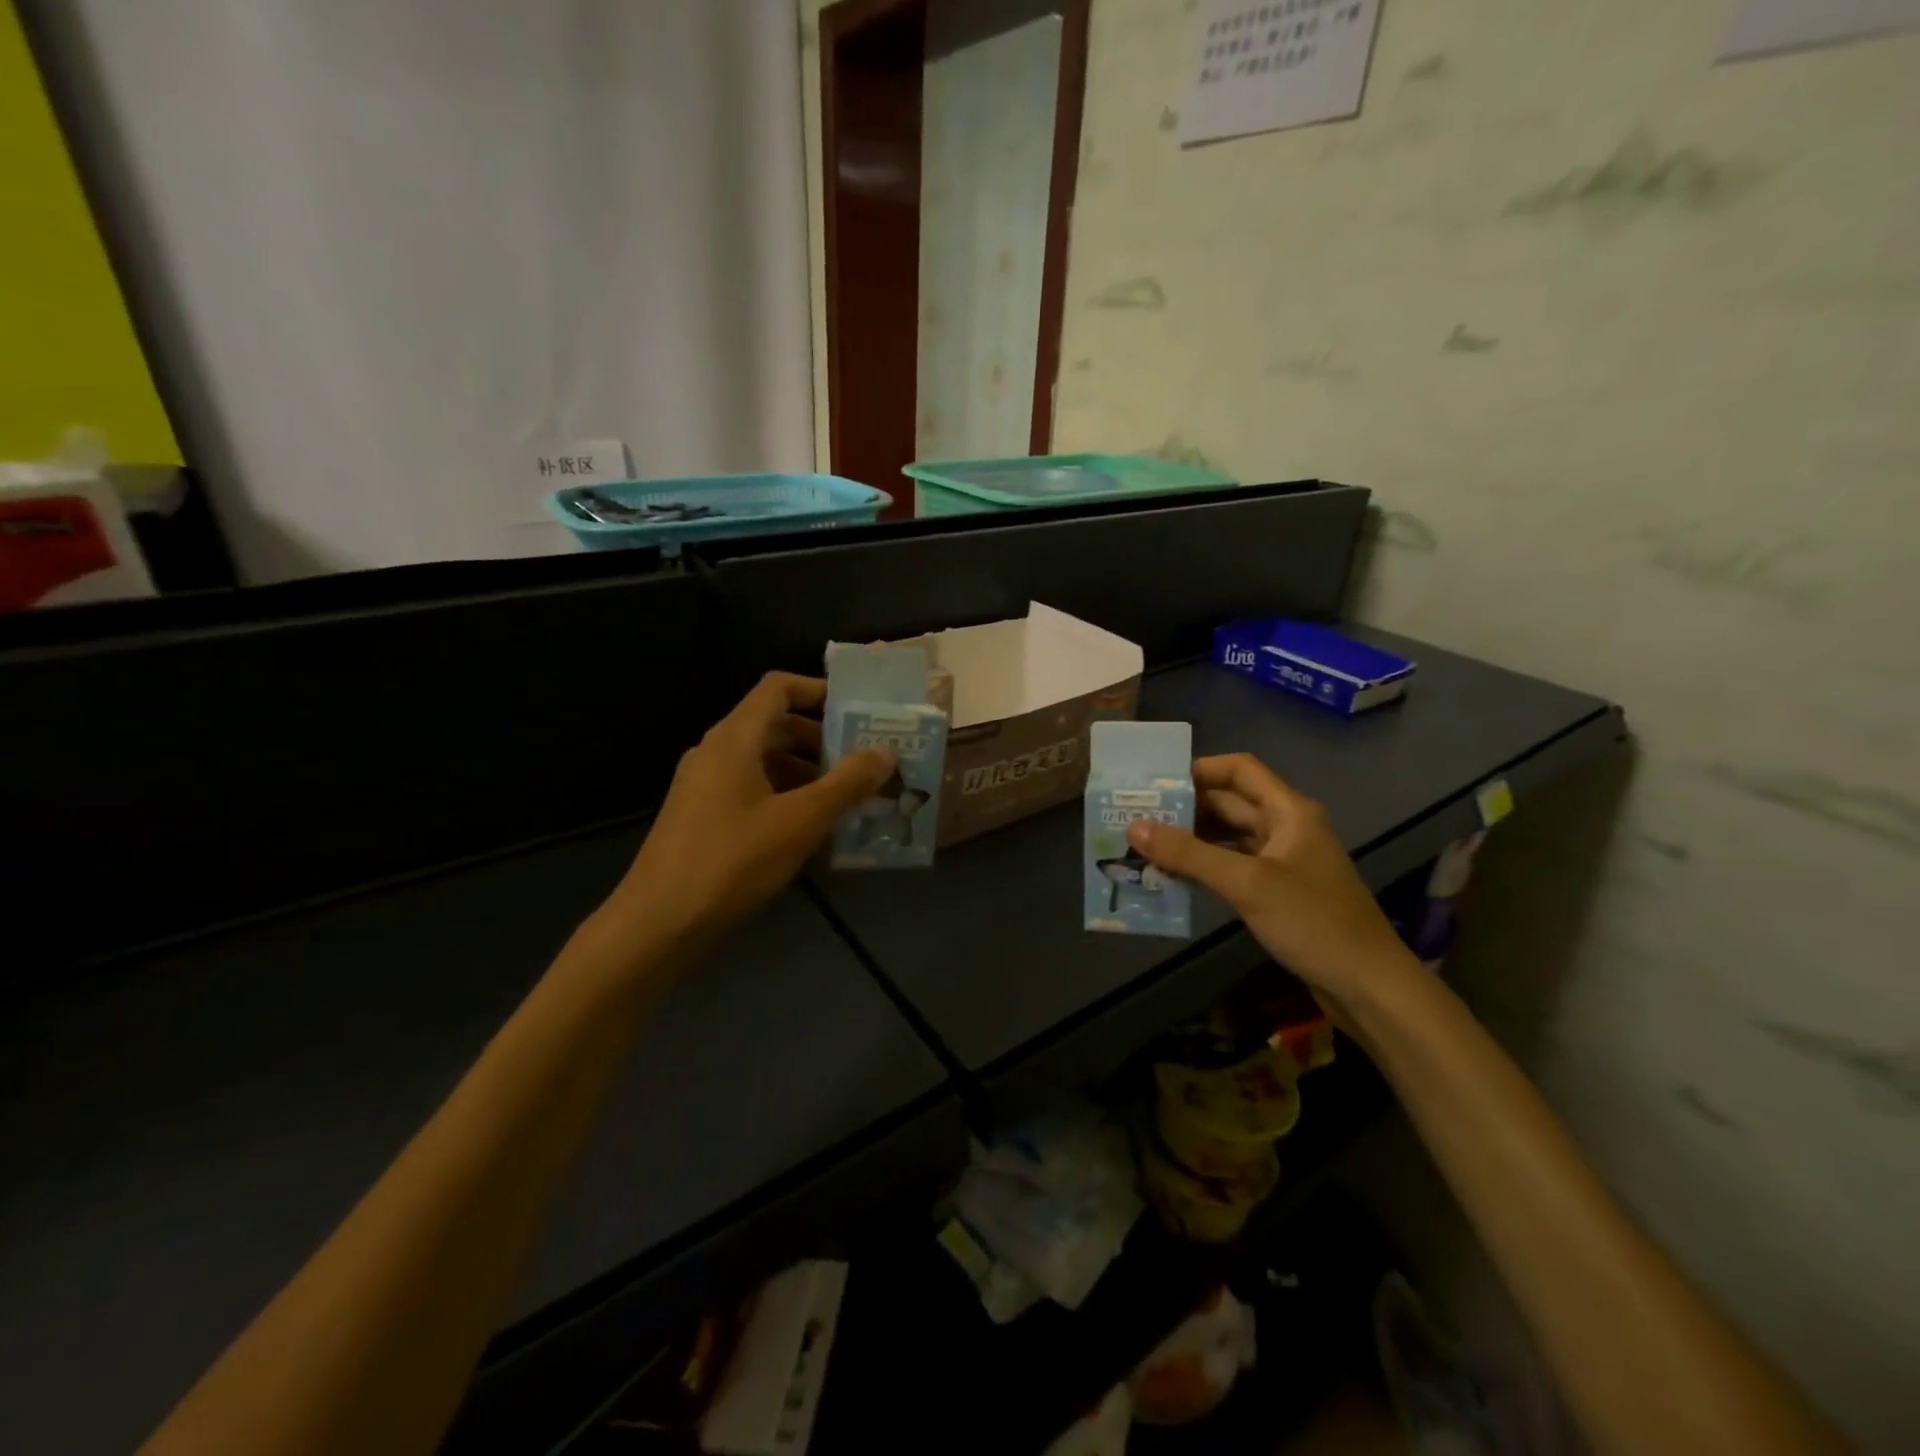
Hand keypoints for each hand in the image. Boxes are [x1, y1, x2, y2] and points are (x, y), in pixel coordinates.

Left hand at [605, 673, 893, 949]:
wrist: (658, 922)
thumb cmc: (733, 860)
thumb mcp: (801, 821)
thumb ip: (846, 783)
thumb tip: (885, 752)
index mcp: (735, 738)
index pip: (777, 688)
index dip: (817, 689)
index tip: (855, 710)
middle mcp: (715, 751)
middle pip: (774, 725)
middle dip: (820, 739)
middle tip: (862, 762)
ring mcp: (704, 784)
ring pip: (763, 760)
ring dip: (805, 771)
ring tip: (845, 798)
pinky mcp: (700, 815)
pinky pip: (750, 787)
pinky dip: (783, 794)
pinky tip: (808, 828)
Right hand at [1126, 753, 1418, 1006]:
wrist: (1369, 986)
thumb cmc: (1313, 922)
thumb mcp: (1247, 884)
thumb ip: (1189, 854)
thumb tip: (1133, 827)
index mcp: (1288, 811)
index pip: (1239, 770)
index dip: (1199, 770)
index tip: (1156, 784)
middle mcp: (1286, 827)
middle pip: (1230, 803)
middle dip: (1186, 808)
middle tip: (1137, 816)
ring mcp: (1283, 860)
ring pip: (1229, 836)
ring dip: (1192, 839)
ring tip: (1146, 845)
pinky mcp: (1279, 890)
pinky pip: (1234, 865)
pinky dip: (1205, 866)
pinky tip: (1175, 876)